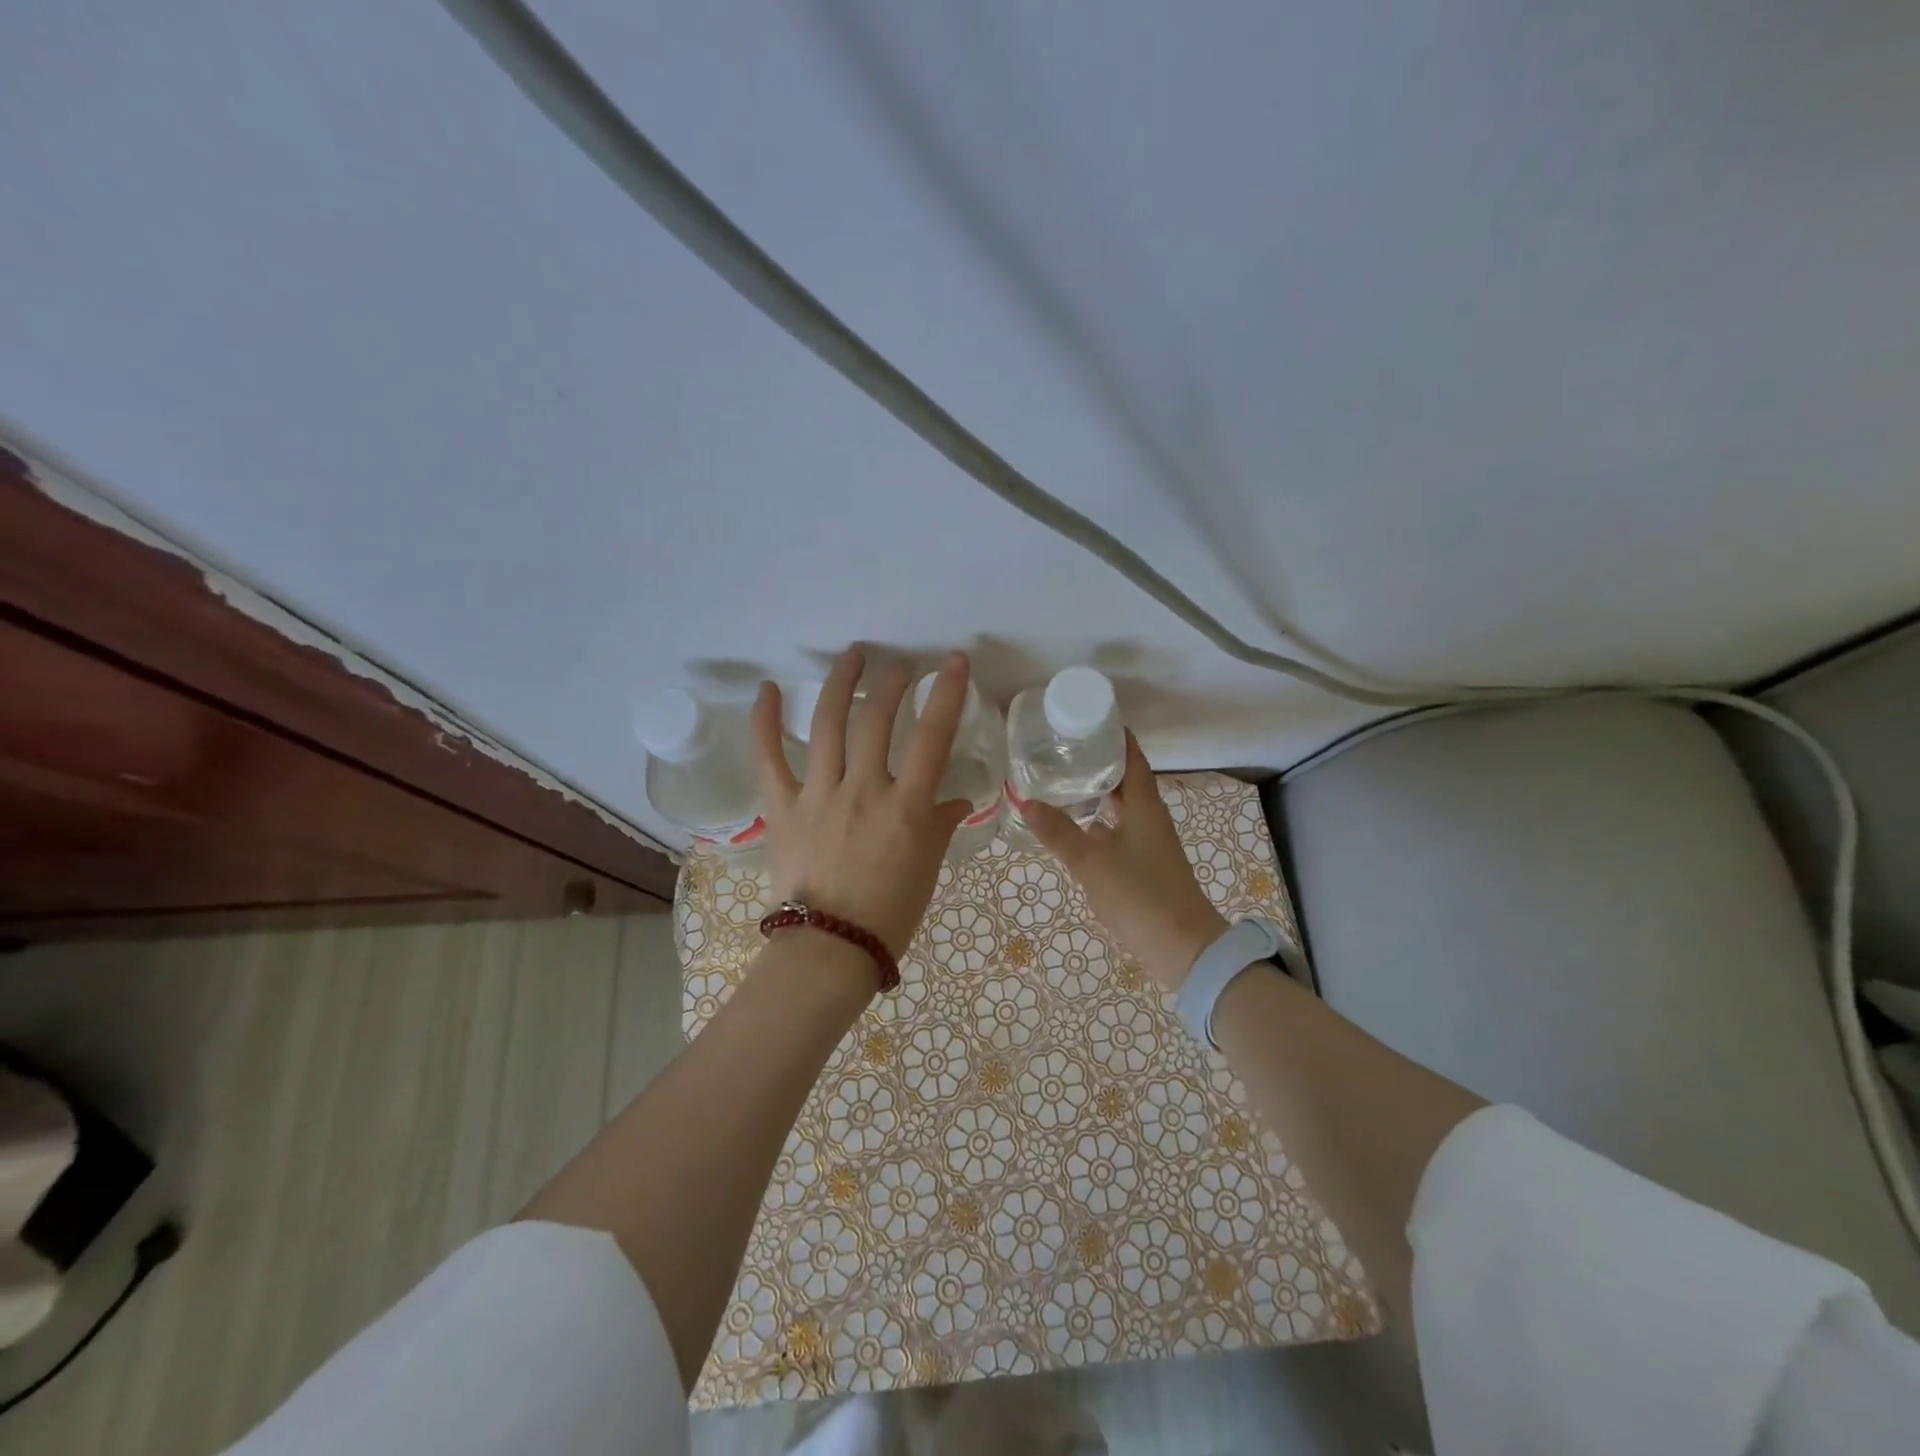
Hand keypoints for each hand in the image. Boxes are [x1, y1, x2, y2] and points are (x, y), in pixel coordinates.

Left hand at [752, 649, 974, 957]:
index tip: (953, 662)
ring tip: (852, 657)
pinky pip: (769, 758)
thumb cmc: (890, 912)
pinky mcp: (783, 808)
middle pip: (877, 719)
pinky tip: (766, 689)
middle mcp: (864, 789)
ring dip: (840, 684)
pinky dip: (763, 721)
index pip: (933, 736)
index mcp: (906, 806)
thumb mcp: (928, 866)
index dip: (947, 693)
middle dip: (892, 682)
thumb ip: (941, 825)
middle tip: (900, 666)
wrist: (831, 948)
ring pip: (828, 725)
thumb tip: (957, 801)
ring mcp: (819, 794)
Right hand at [1021, 733, 1227, 992]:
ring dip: (1099, 792)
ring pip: (1123, 806)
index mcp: (1145, 806)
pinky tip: (1077, 828)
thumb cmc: (1141, 896)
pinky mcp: (1146, 865)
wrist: (1185, 949)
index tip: (1087, 716)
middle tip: (1063, 748)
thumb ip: (1059, 832)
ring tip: (1064, 781)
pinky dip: (1100, 821)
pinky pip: (1120, 830)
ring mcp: (1150, 843)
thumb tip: (1026, 800)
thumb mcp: (1092, 863)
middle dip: (1099, 761)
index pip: (1132, 757)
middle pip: (1126, 779)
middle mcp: (1150, 818)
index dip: (1114, 735)